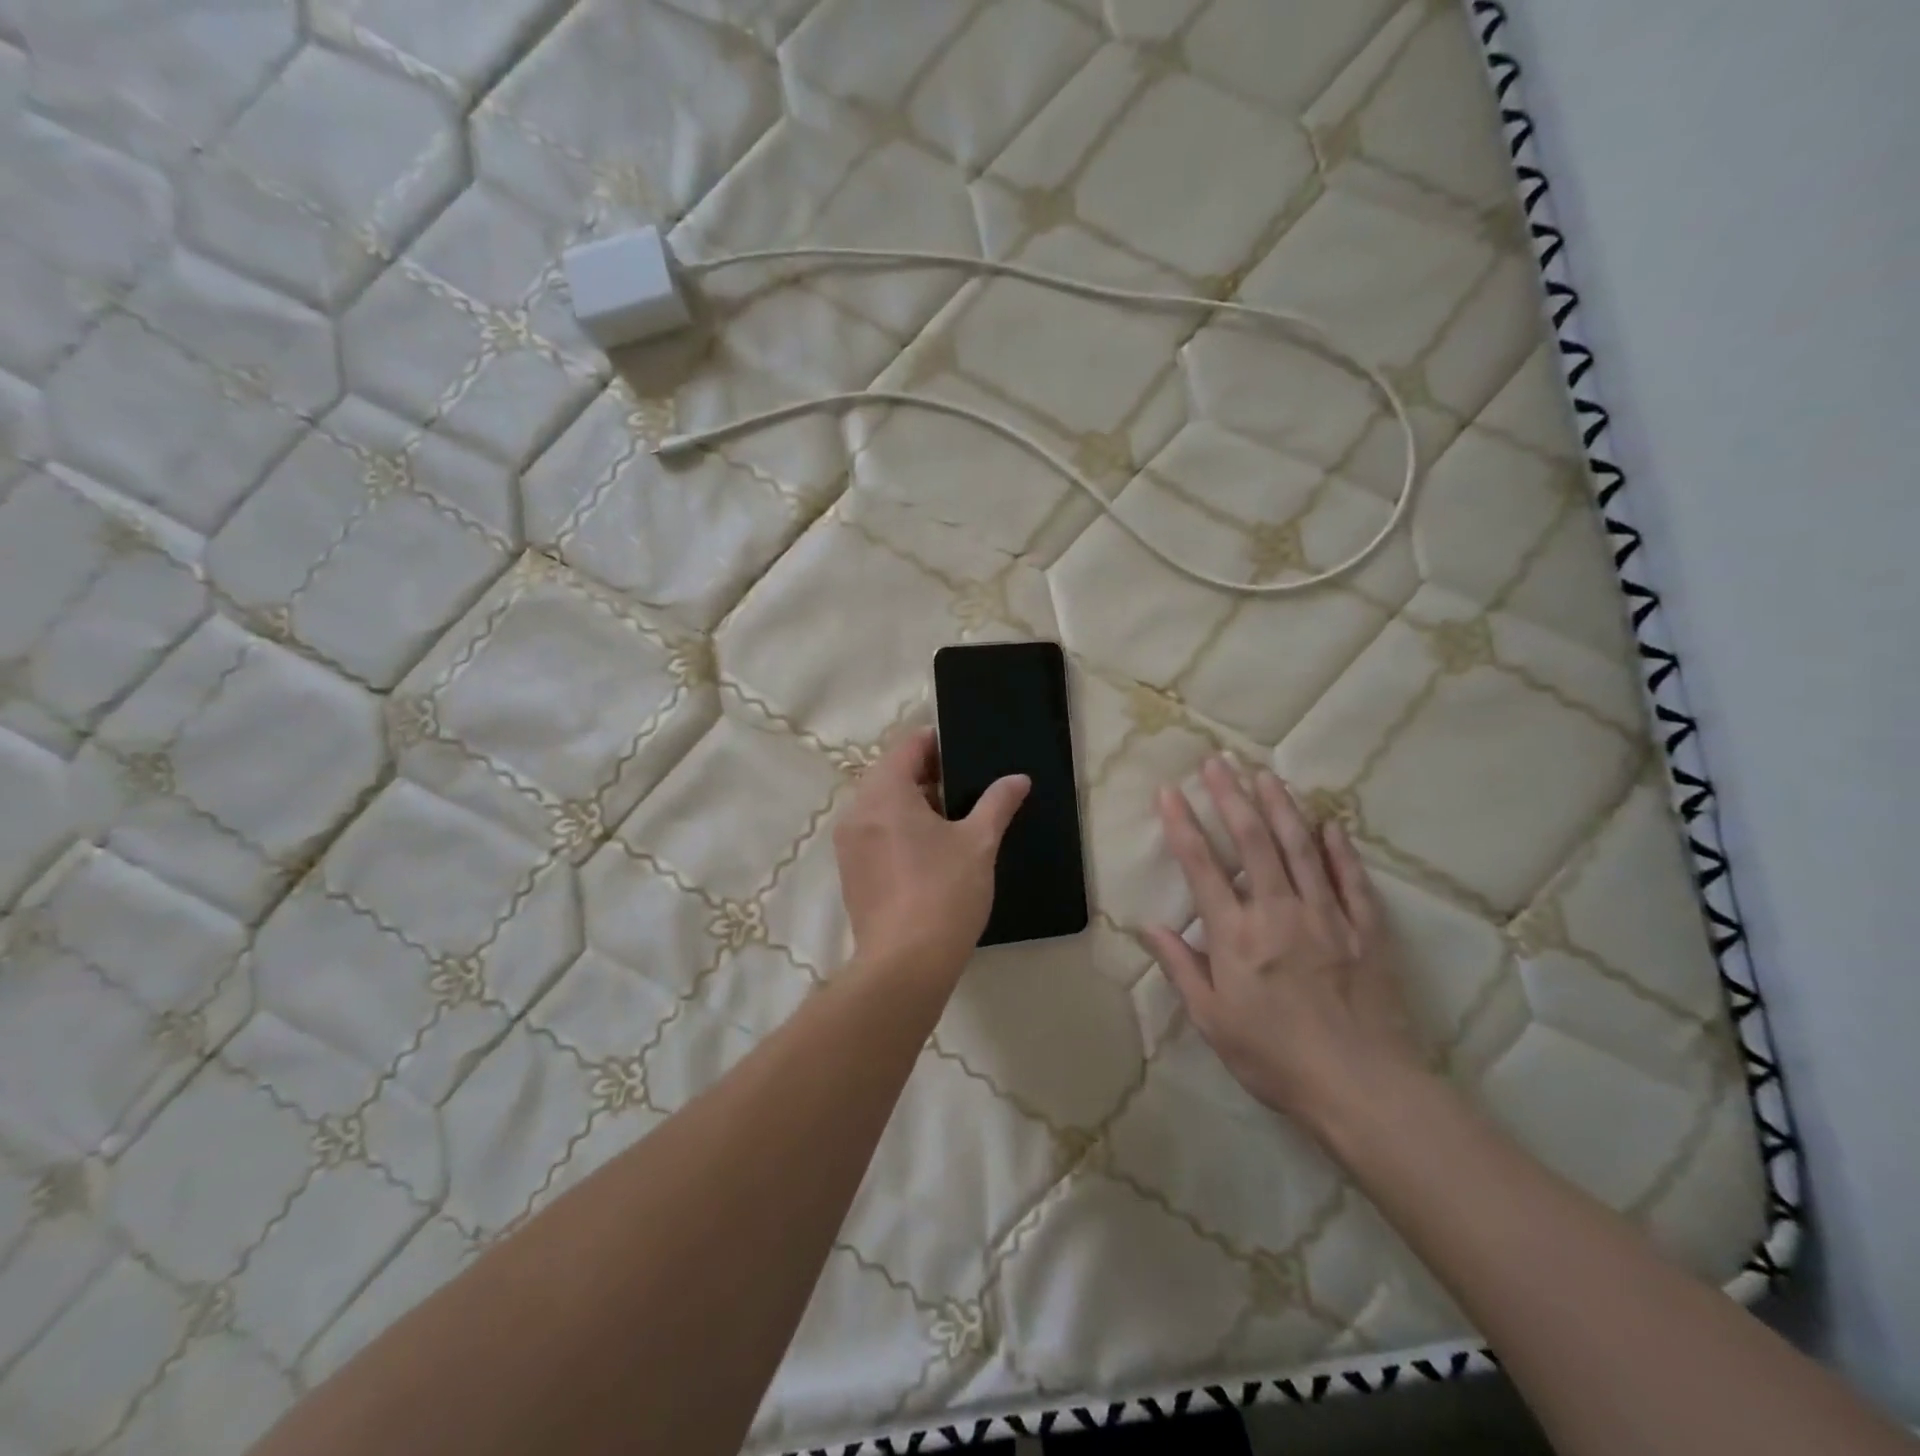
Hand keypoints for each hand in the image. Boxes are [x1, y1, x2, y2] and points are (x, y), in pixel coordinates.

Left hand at [833, 727, 1029, 981]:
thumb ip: (998, 803)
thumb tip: (1018, 779)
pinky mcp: (850, 872)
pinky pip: (874, 833)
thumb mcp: (979, 842)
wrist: (905, 964)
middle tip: (966, 789)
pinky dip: (898, 829)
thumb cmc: (944, 892)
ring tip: (953, 821)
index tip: (966, 754)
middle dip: (927, 775)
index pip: (906, 746)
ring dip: (914, 803)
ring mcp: (849, 844)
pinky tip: (930, 852)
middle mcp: (857, 811)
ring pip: (882, 805)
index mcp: (884, 793)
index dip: (937, 743)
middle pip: (891, 774)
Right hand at [1142, 757, 1422, 1137]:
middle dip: (1231, 796)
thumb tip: (1148, 926)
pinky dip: (1338, 848)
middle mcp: (1278, 912)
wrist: (1361, 1087)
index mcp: (1236, 935)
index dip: (1182, 824)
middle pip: (1252, 841)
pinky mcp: (1364, 929)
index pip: (1201, 866)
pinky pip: (1350, 879)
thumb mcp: (1212, 1020)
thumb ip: (1181, 967)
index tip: (1168, 791)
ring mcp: (1326, 916)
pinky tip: (1329, 822)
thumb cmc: (1274, 1057)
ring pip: (1300, 848)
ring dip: (1280, 807)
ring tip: (1264, 774)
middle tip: (1217, 761)